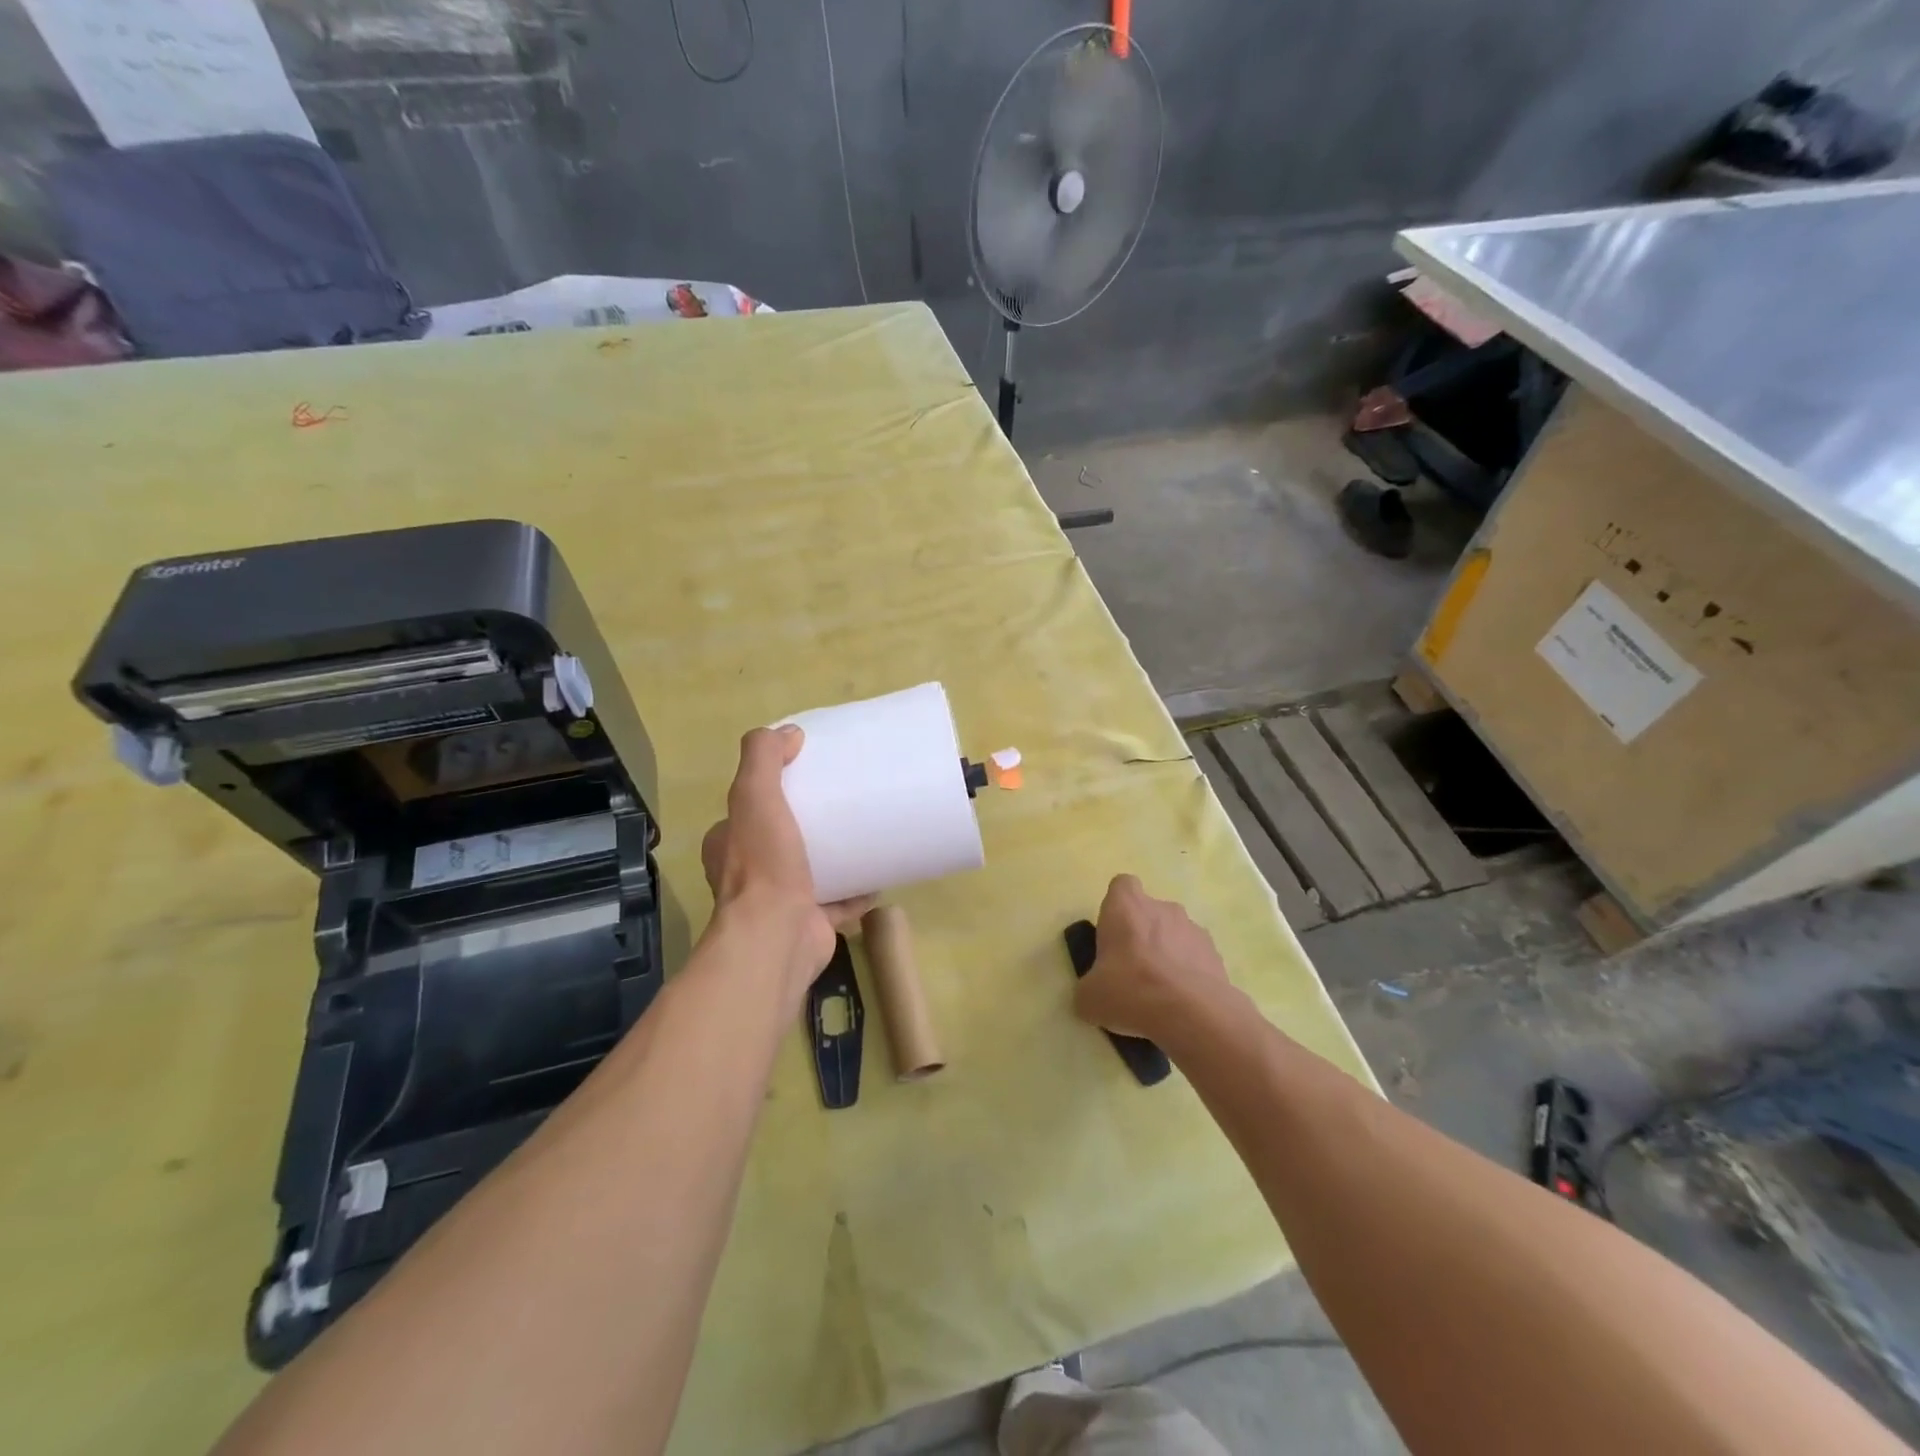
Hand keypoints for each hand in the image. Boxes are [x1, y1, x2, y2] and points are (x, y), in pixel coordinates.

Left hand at [701, 726, 873, 994]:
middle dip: (810, 825)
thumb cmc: (764, 865)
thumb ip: (763, 758)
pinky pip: (839, 902)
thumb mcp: (754, 795)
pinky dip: (858, 891)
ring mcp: (780, 903)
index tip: (807, 776)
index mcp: (728, 845)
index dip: (773, 791)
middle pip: (783, 840)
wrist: (777, 937)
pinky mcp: (811, 924)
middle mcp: (749, 875)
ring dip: (835, 857)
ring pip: (811, 872)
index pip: (748, 810)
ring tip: (866, 834)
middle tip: (844, 804)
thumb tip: (789, 732)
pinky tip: (880, 874)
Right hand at [1074, 874, 1229, 1039]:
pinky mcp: (1215, 954)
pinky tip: (1182, 1002)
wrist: (1191, 1014)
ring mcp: (1193, 929)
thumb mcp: (1089, 997)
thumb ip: (1089, 988)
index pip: (1121, 886)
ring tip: (1161, 993)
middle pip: (1149, 912)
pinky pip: (1195, 958)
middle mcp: (1162, 908)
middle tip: (1132, 971)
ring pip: (1175, 934)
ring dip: (1167, 954)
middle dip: (1142, 935)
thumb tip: (1093, 994)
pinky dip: (1189, 973)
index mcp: (1126, 906)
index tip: (1113, 934)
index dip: (1117, 907)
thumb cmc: (1130, 990)